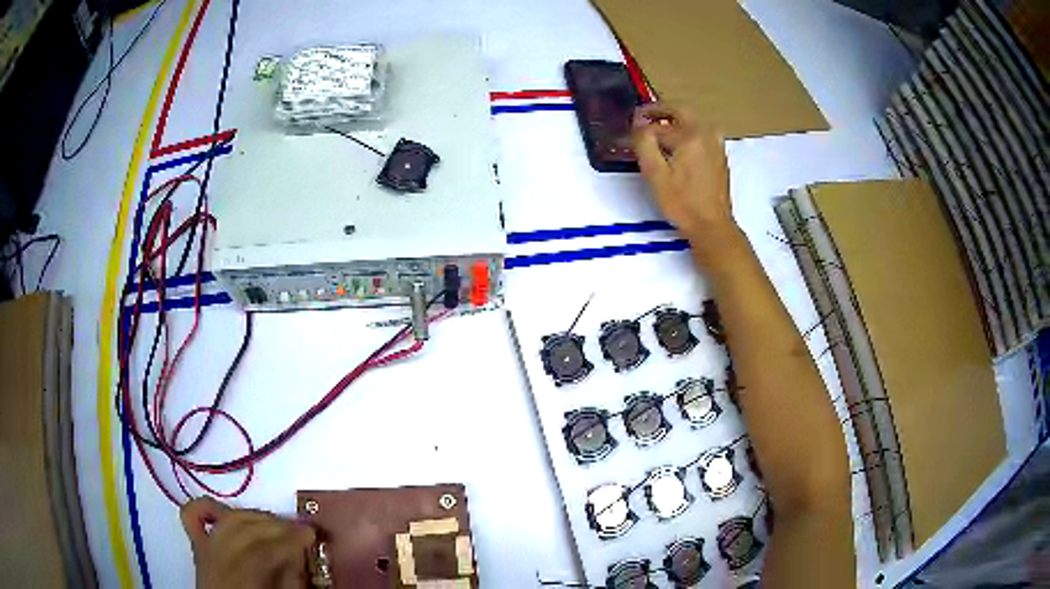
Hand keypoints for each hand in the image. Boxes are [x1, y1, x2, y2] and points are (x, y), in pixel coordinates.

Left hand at [181, 497, 315, 588]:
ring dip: (255, 516)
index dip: (287, 540)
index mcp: (235, 584)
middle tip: (301, 528)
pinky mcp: (196, 549)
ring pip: (226, 521)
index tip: (311, 534)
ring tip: (278, 522)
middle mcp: (213, 564)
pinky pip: (192, 517)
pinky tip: (227, 508)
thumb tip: (298, 553)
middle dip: (275, 525)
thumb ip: (288, 580)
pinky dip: (209, 507)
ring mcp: (201, 553)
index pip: (259, 552)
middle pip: (243, 531)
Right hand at [632, 103, 740, 263]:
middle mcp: (706, 134)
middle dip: (660, 111)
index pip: (658, 124)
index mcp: (690, 136)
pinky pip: (700, 133)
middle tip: (642, 116)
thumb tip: (639, 125)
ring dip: (674, 120)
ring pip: (692, 121)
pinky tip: (676, 145)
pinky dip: (686, 132)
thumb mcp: (655, 174)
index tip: (628, 128)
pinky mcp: (720, 156)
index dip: (640, 125)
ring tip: (657, 130)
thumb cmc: (682, 203)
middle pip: (680, 112)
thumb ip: (644, 144)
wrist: (712, 226)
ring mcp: (716, 144)